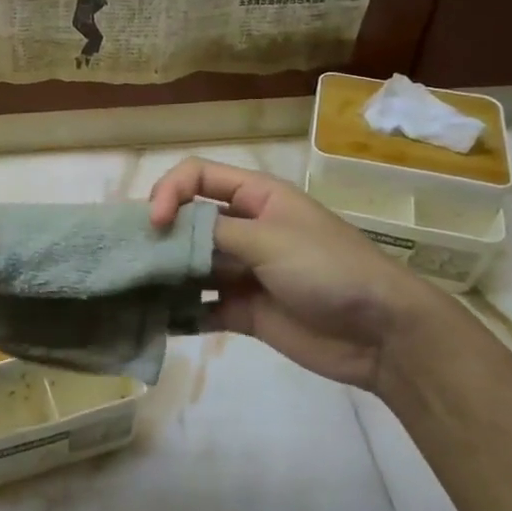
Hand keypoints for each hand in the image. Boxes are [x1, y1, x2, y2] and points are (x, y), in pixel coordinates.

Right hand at [148, 157, 440, 390]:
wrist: (382, 333)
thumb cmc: (328, 269)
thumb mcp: (270, 239)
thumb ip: (213, 234)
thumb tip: (164, 233)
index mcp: (255, 197)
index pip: (197, 177)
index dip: (169, 191)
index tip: (156, 223)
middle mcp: (244, 229)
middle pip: (187, 222)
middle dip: (159, 236)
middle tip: (130, 258)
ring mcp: (243, 271)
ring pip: (190, 266)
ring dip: (164, 276)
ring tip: (133, 291)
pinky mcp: (244, 310)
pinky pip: (202, 307)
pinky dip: (180, 313)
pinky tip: (158, 322)